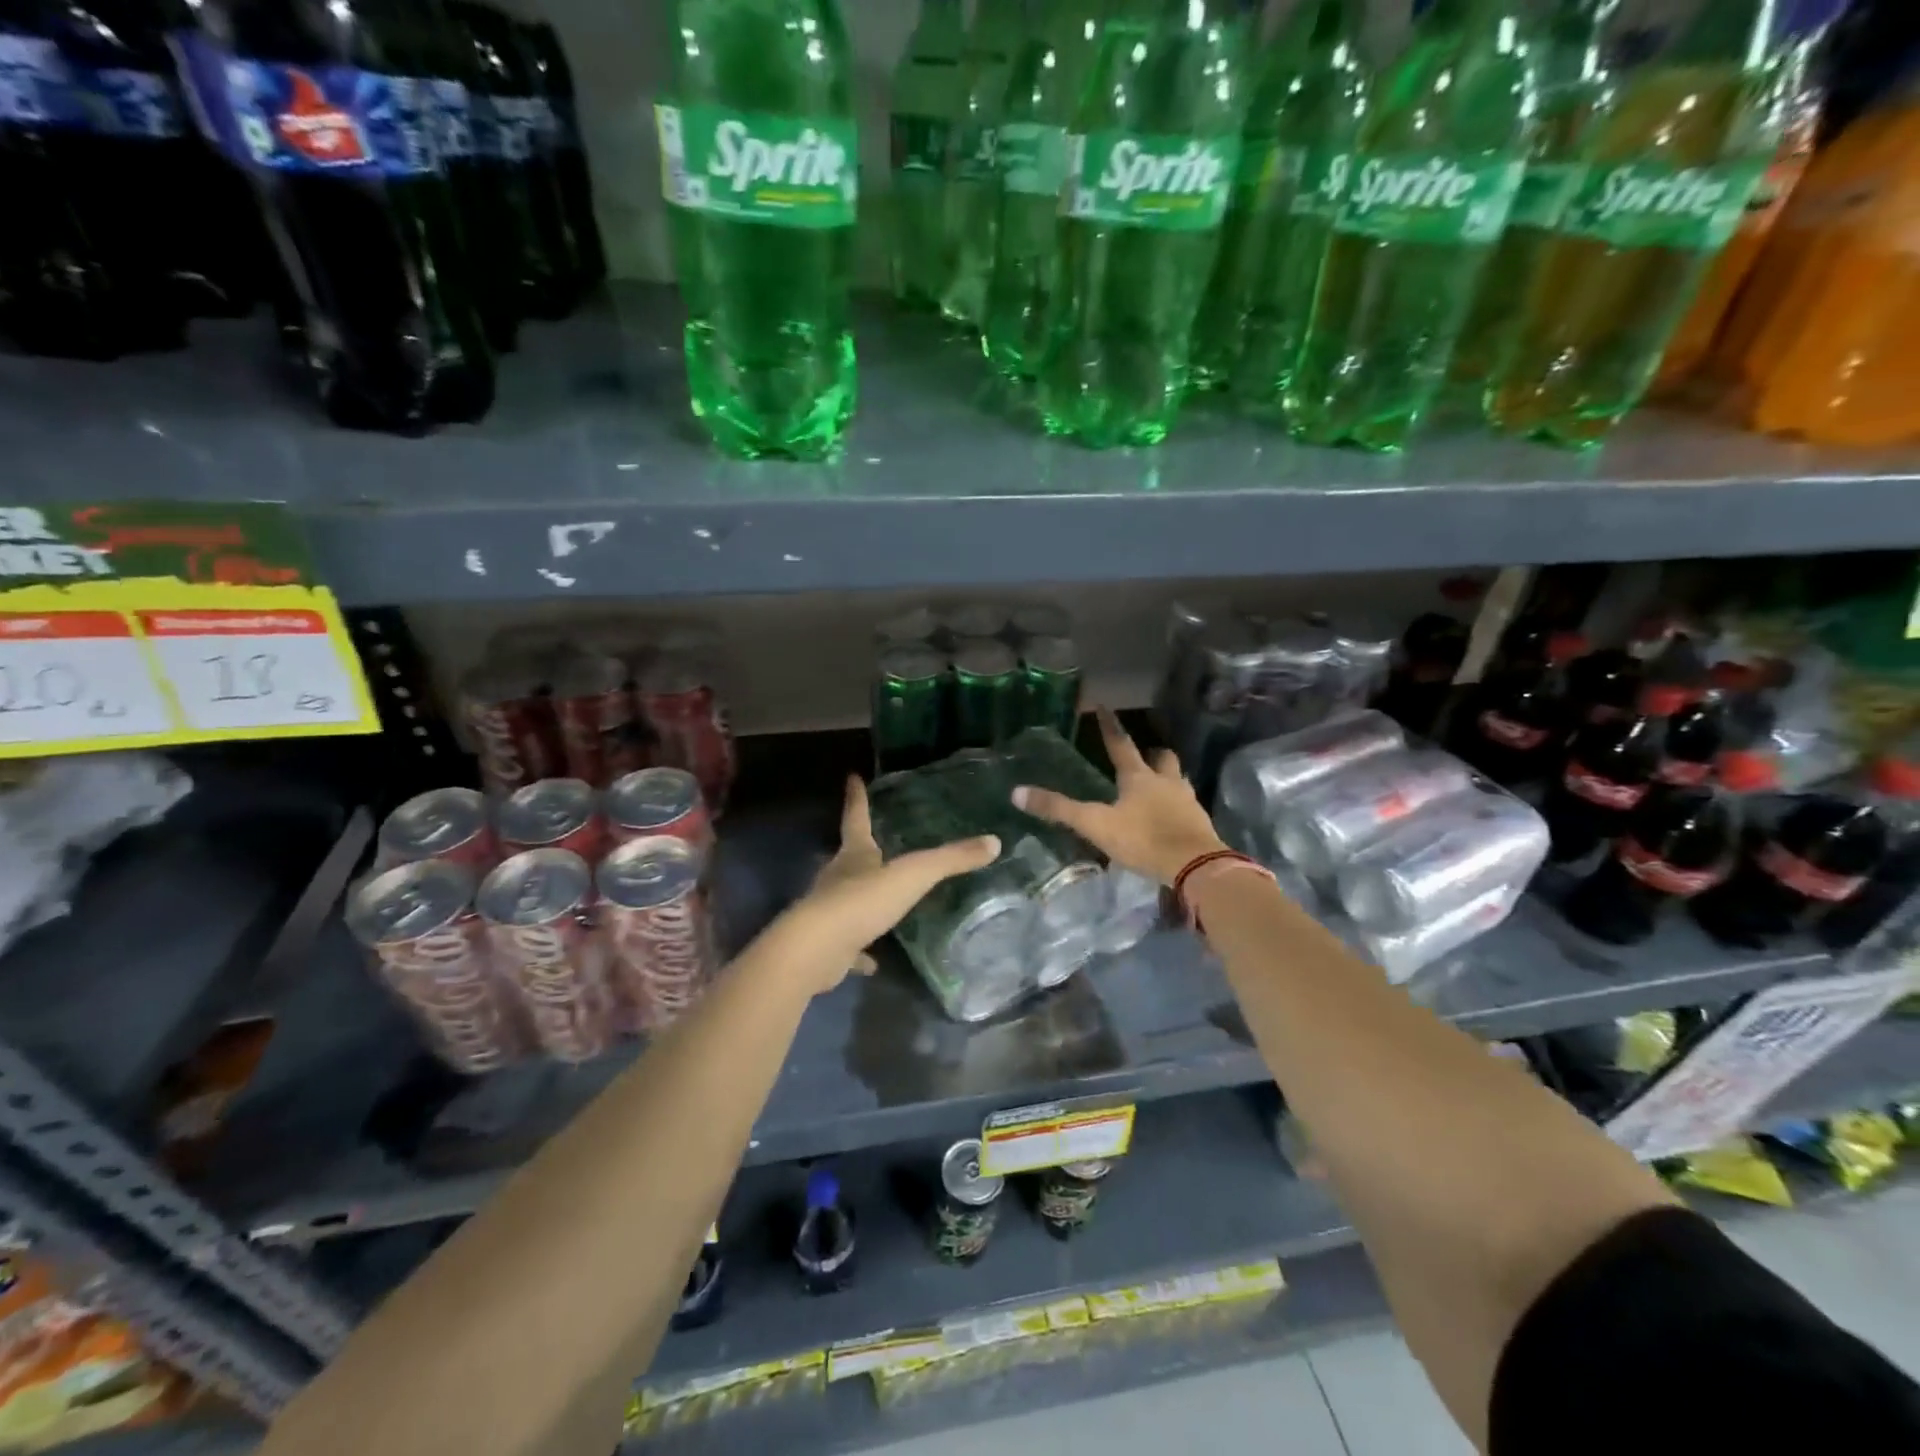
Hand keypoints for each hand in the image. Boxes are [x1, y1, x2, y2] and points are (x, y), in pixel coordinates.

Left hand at [773, 776, 999, 994]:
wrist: (817, 949)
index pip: (856, 818)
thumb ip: (951, 859)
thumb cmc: (863, 901)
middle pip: (849, 858)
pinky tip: (873, 961)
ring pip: (848, 899)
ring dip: (862, 899)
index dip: (856, 798)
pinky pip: (849, 946)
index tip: (852, 776)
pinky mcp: (829, 945)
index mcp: (855, 855)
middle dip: (860, 850)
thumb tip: (994, 842)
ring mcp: (830, 912)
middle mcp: (838, 878)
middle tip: (874, 844)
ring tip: (881, 901)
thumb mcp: (913, 875)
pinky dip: (860, 952)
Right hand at [1012, 707, 1226, 885]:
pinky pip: (1187, 805)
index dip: (1110, 726)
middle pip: (1162, 758)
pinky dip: (1177, 805)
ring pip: (1178, 779)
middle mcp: (1165, 781)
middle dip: (1151, 754)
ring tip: (1157, 786)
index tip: (1104, 707)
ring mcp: (1186, 801)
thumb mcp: (1096, 825)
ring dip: (1168, 778)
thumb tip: (1017, 793)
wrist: (1195, 865)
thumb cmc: (1144, 839)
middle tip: (1143, 755)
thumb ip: (1059, 810)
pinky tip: (1171, 816)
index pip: (1121, 744)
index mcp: (1138, 777)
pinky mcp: (1199, 822)